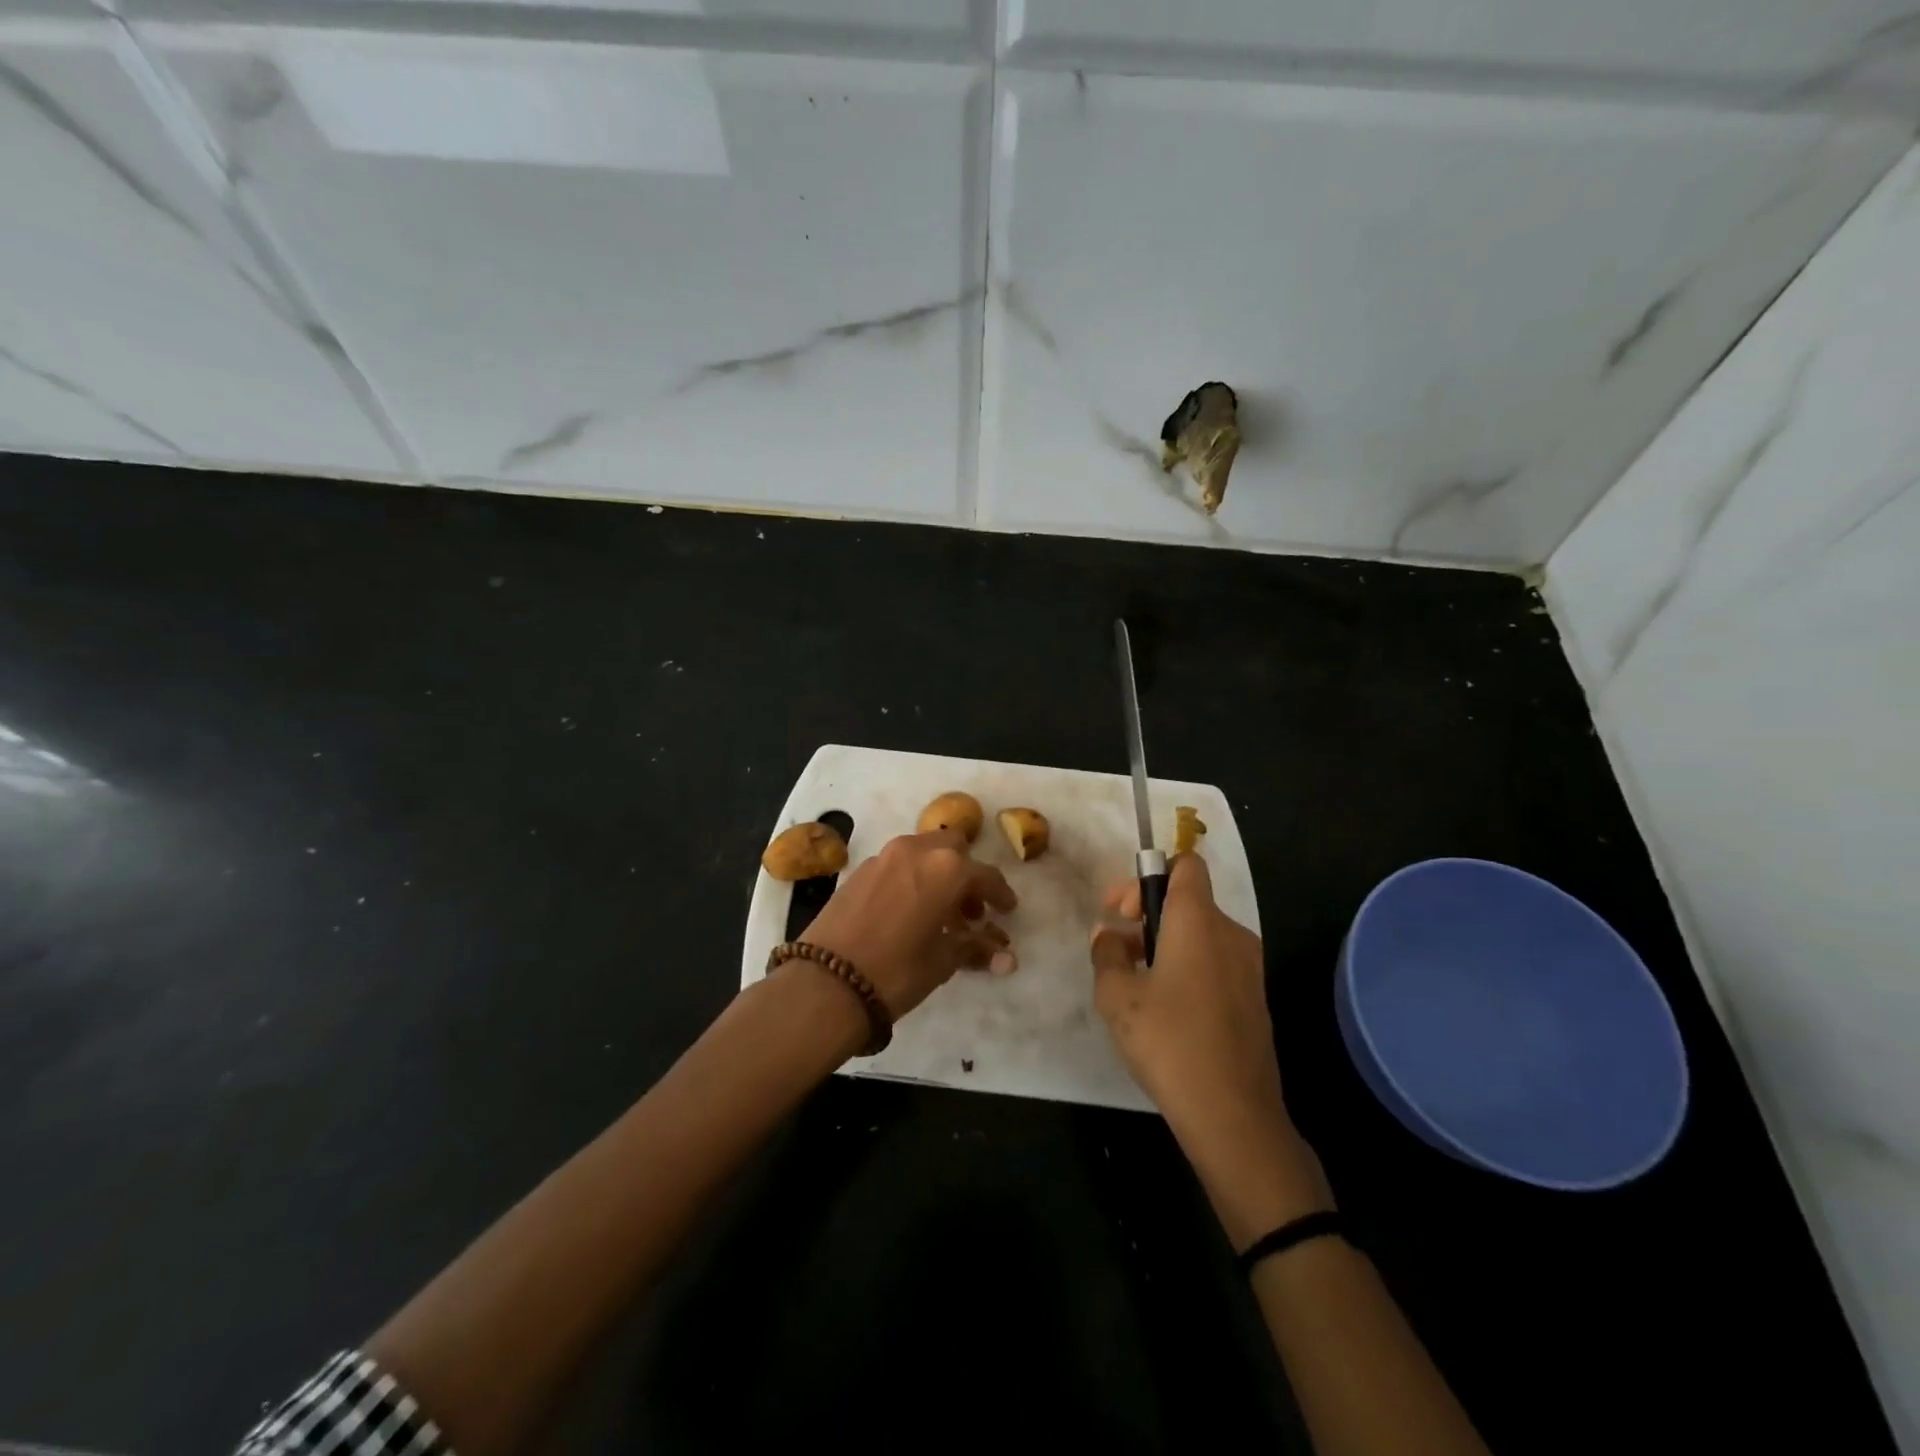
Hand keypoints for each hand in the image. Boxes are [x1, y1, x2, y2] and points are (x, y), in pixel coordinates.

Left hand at [800, 830, 1017, 1019]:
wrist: (827, 981)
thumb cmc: (898, 970)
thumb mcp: (943, 961)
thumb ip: (976, 949)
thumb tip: (1007, 957)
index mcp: (947, 868)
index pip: (986, 875)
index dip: (1000, 894)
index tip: (1006, 910)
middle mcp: (917, 850)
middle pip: (953, 848)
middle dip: (966, 873)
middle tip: (970, 909)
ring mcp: (884, 856)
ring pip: (923, 851)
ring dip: (937, 873)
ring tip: (938, 913)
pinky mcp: (860, 870)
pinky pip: (897, 864)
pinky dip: (911, 878)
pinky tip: (906, 912)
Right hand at [1090, 855, 1331, 1245]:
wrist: (1234, 1115)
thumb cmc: (1169, 1042)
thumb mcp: (1117, 996)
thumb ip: (1106, 954)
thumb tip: (1108, 935)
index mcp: (1198, 921)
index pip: (1185, 865)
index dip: (1149, 875)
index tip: (1122, 910)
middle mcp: (1231, 933)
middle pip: (1189, 900)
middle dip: (1147, 914)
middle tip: (1117, 947)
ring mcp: (1249, 968)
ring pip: (1201, 934)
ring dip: (1165, 944)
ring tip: (1135, 982)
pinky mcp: (1254, 999)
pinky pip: (1216, 963)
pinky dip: (1188, 967)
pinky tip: (1165, 1009)